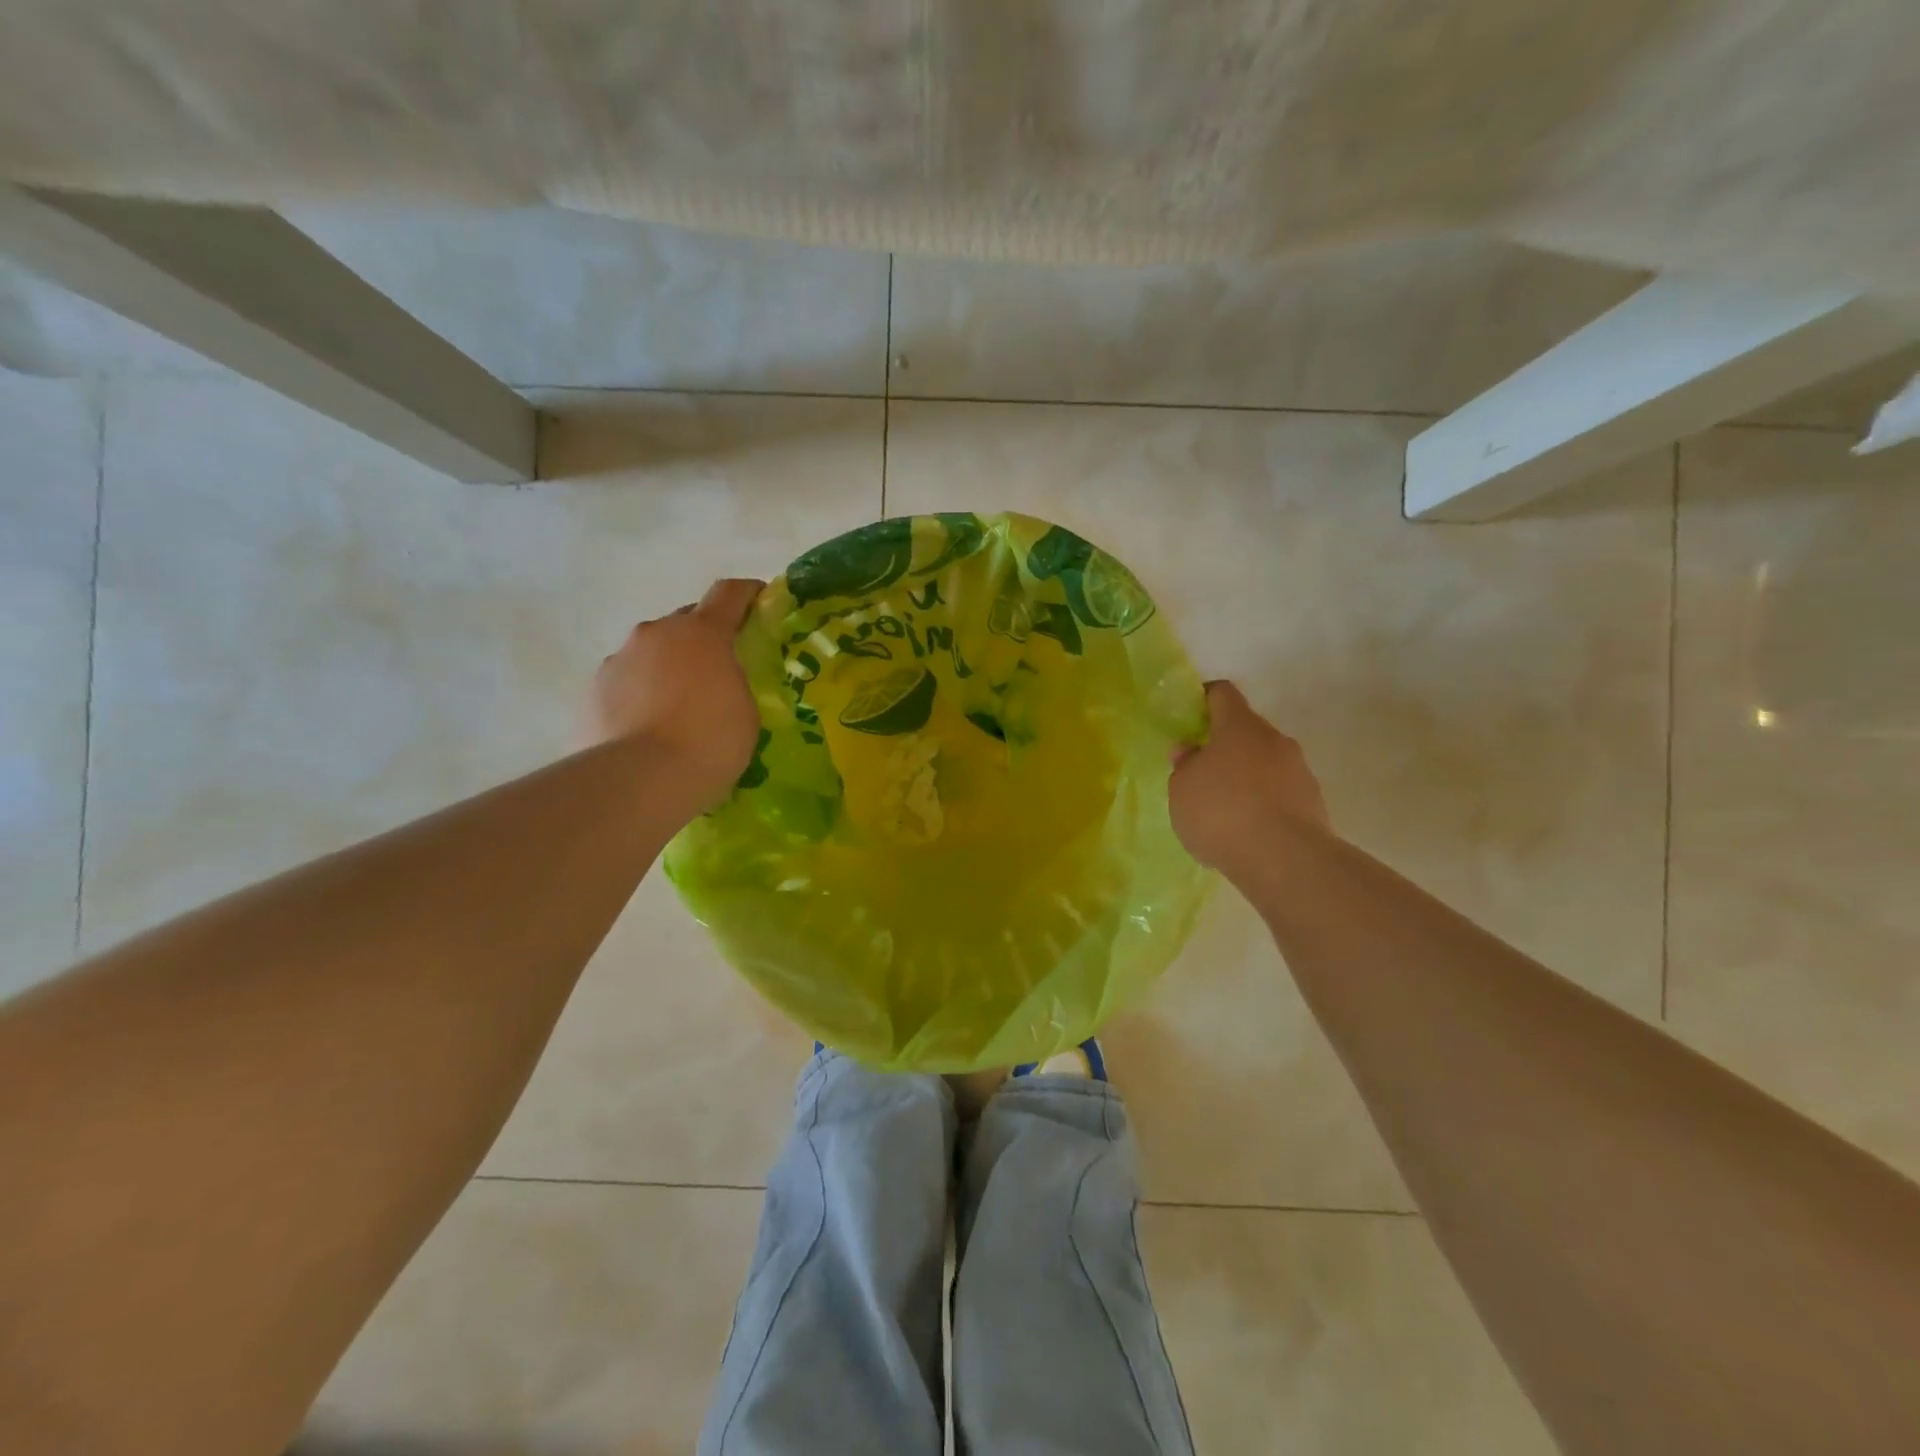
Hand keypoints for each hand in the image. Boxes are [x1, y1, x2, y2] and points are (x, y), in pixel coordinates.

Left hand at [591, 579, 764, 807]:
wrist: (640, 780)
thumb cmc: (710, 741)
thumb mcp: (745, 711)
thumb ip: (734, 682)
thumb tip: (719, 681)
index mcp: (702, 632)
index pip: (729, 594)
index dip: (747, 593)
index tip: (760, 600)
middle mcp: (656, 633)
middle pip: (686, 621)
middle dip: (704, 638)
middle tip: (720, 669)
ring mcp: (619, 659)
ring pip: (652, 652)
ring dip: (669, 667)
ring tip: (680, 706)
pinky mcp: (593, 689)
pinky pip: (628, 681)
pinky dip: (642, 693)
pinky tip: (650, 725)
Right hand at [1169, 681, 1330, 872]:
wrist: (1286, 859)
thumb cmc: (1221, 812)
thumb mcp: (1182, 789)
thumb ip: (1185, 766)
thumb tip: (1192, 751)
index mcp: (1239, 726)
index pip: (1222, 693)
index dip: (1204, 699)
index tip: (1190, 716)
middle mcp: (1274, 739)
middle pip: (1246, 730)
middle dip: (1224, 746)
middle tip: (1201, 772)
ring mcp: (1299, 771)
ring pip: (1266, 763)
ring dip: (1246, 777)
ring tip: (1224, 810)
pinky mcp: (1314, 803)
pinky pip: (1280, 793)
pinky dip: (1263, 804)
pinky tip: (1247, 831)